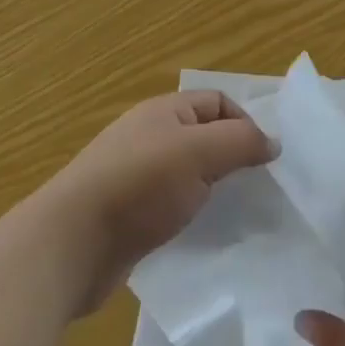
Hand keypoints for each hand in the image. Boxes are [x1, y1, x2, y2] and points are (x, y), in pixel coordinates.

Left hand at [45, 91, 277, 314]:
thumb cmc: (139, 185)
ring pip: (188, 174)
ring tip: (235, 214)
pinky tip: (201, 234)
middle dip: (231, 158)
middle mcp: (149, 136)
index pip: (217, 102)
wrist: (71, 244)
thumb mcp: (199, 153)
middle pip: (203, 137)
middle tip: (256, 189)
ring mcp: (135, 176)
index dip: (245, 123)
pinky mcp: (128, 214)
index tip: (264, 159)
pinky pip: (170, 205)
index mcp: (164, 112)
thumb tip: (273, 143)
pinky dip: (190, 215)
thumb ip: (241, 142)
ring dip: (212, 190)